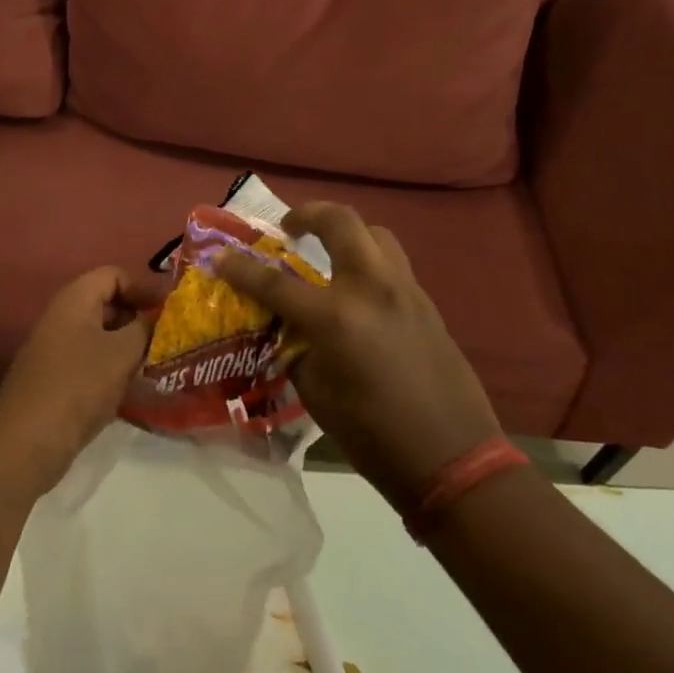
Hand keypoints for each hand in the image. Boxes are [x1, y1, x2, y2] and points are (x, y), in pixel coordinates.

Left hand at [0, 267, 155, 494]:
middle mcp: (61, 317)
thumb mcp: (122, 353)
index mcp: (75, 299)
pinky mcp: (55, 379)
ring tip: (155, 363)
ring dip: (127, 346)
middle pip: (106, 303)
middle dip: (138, 317)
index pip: (114, 275)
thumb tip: (156, 317)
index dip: (143, 287)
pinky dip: (112, 368)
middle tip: (167, 338)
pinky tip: (131, 388)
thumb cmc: (78, 385)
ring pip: (100, 336)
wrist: (26, 442)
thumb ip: (144, 329)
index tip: (169, 310)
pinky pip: (90, 361)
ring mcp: (55, 349)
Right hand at [215, 202, 502, 507]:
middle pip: (340, 222)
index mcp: (337, 318)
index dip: (242, 268)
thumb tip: (287, 327)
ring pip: (374, 234)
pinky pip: (392, 263)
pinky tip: (358, 290)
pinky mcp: (426, 303)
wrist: (453, 458)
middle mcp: (372, 289)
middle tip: (290, 228)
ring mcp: (405, 290)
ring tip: (328, 251)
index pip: (276, 283)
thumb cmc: (374, 436)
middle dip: (308, 214)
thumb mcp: (318, 395)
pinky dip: (368, 260)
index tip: (220, 255)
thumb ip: (297, 349)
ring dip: (346, 232)